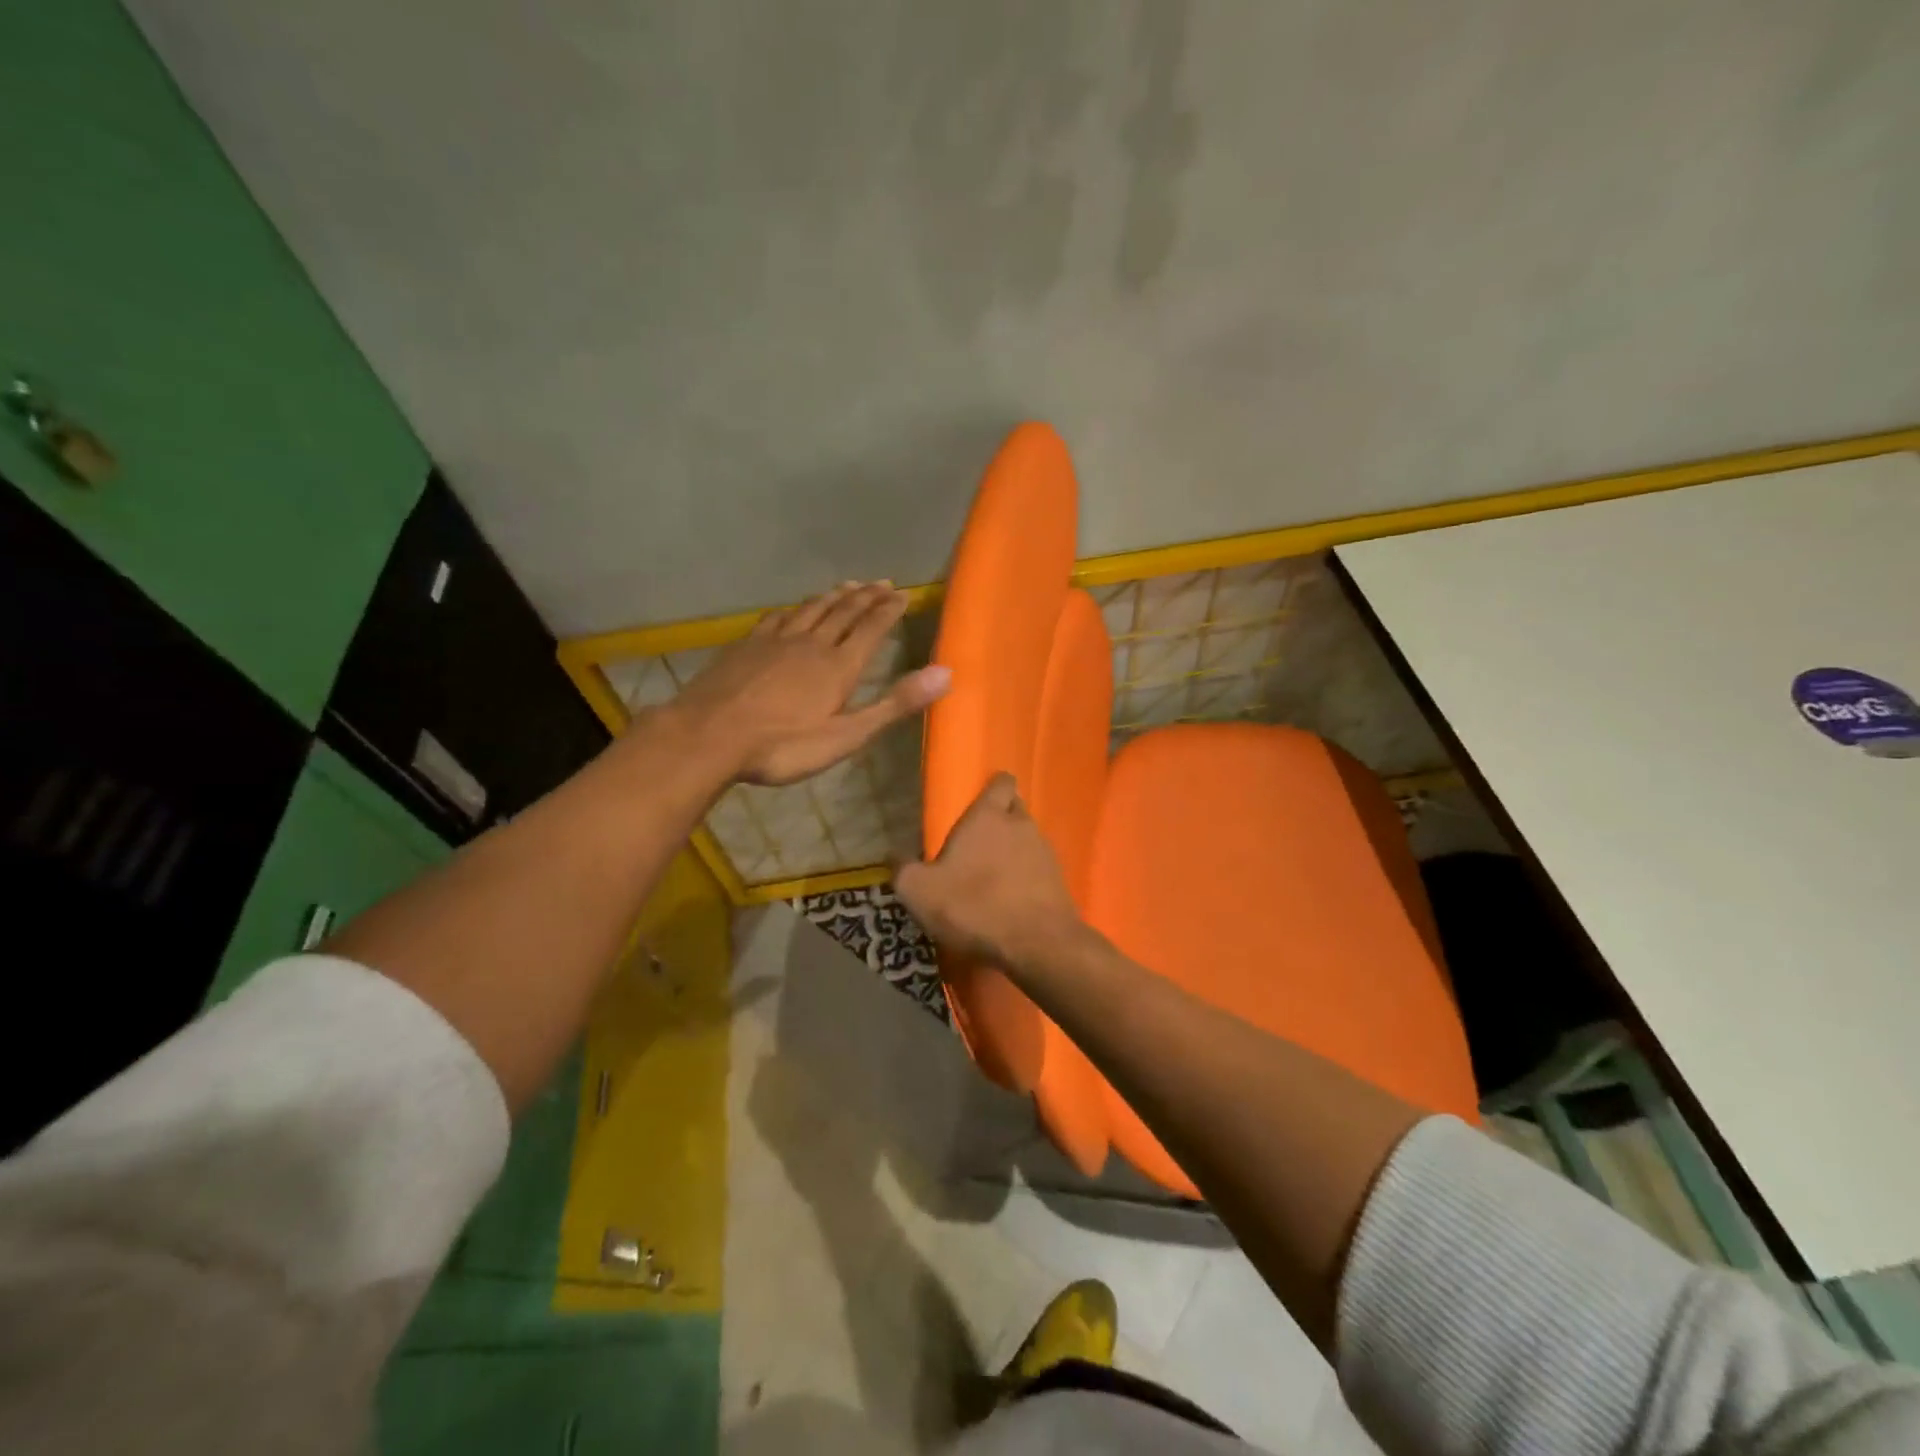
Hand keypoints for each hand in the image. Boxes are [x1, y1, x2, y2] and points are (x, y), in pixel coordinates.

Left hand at [668, 581, 950, 785]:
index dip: (888, 610)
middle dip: (866, 596)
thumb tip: (945, 674)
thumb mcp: (846, 735)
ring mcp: (775, 641)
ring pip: (812, 610)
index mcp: (838, 666)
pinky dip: (794, 609)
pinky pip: (778, 618)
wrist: (709, 735)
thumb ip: (894, 705)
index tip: (902, 594)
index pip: (871, 629)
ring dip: (833, 596)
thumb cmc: (783, 746)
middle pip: (844, 612)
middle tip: (882, 582)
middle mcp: (811, 644)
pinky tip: (793, 609)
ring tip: (848, 585)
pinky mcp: (747, 645)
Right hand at [894, 773, 1090, 973]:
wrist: (1035, 943)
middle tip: (981, 838)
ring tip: (994, 873)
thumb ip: (903, 869)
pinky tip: (1012, 897)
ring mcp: (1045, 852)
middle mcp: (1021, 825)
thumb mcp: (919, 891)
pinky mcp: (1059, 880)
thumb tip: (893, 854)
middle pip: (1016, 808)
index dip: (994, 786)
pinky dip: (1027, 876)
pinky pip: (1039, 868)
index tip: (982, 797)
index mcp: (988, 816)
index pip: (1001, 782)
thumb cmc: (973, 906)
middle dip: (1002, 816)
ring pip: (1029, 838)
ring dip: (1015, 849)